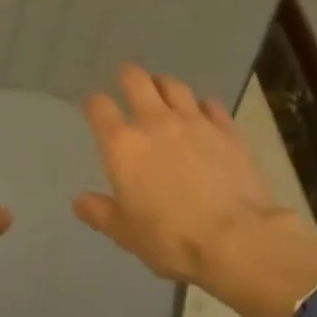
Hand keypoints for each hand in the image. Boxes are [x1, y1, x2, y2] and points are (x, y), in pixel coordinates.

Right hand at [73, 64, 316, 316]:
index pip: (98, 107)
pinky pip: (211, 105)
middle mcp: (154, 122)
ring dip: (164, 86)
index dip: (93, 104)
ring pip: (174, 85)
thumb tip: (80, 201)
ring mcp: (194, 122)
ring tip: (163, 94)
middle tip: (128, 84)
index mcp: (122, 145)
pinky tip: (203, 115)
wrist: (236, 239)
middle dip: (128, 76)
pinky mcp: (227, 130)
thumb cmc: (170, 238)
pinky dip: (202, 106)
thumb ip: (100, 213)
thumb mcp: (125, 233)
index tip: (95, 110)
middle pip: (136, 79)